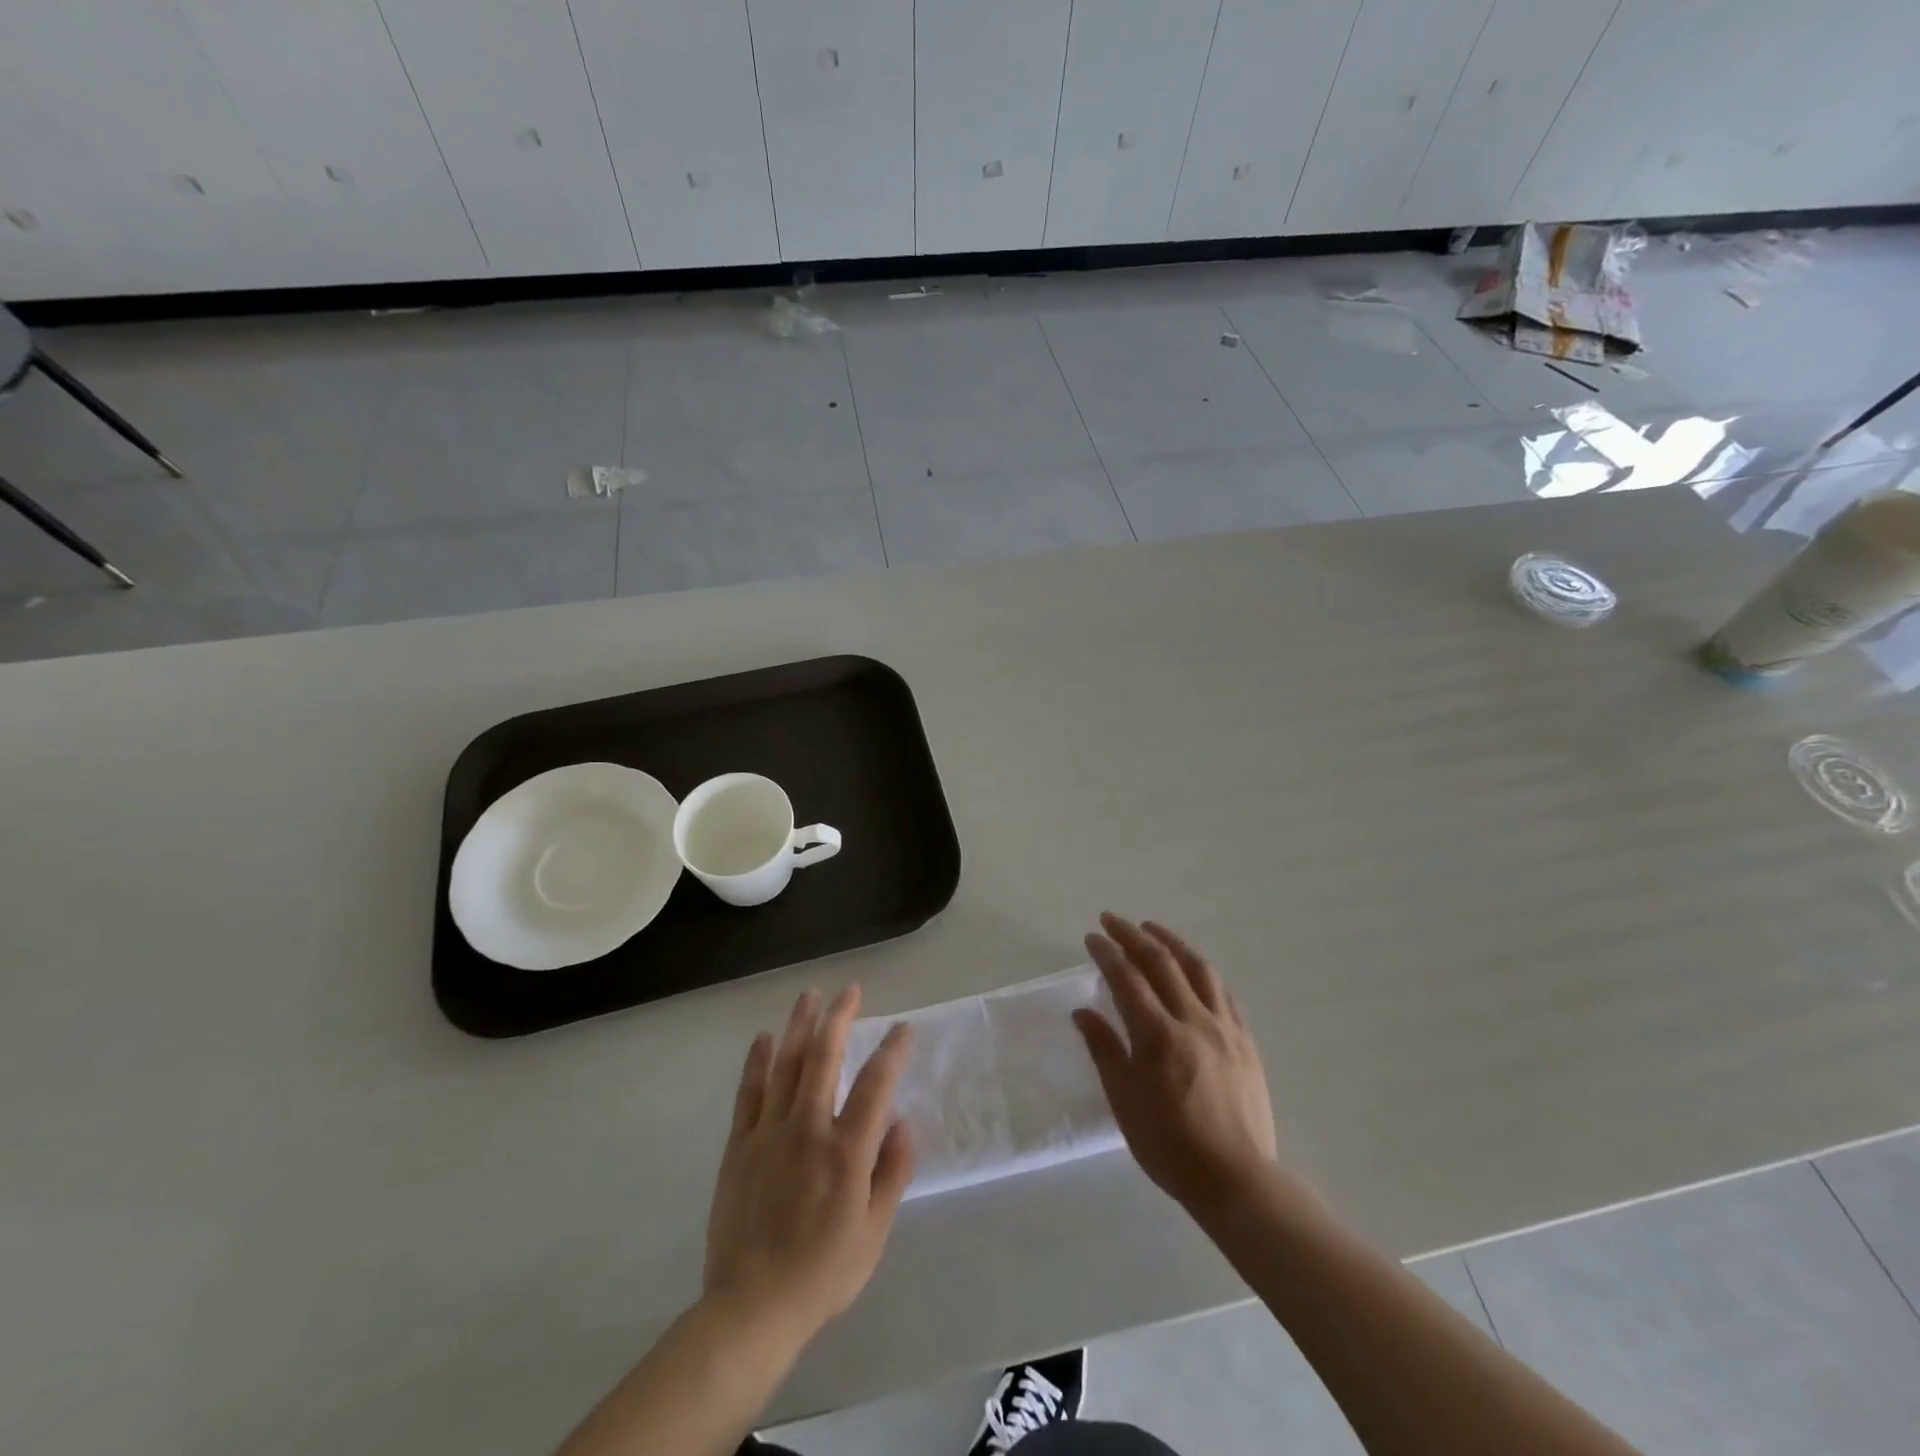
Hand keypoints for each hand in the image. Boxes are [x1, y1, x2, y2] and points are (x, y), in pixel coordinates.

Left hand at [703, 986, 914, 1346]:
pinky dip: (757, 1061)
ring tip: (810, 995)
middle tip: (850, 990)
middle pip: (824, 1058)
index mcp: (846, 1151)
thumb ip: (892, 1173)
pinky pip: (749, 1092)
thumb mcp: (874, 1232)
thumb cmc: (822, 1273)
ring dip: (799, 1026)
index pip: (875, 1085)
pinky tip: (764, 1037)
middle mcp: (808, 1129)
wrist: (751, 1307)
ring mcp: (769, 1133)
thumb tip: (903, 1123)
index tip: (903, 1028)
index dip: (892, 1051)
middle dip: (839, 1018)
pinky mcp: (740, 1145)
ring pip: (785, 1065)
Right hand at [1074, 914, 1278, 1217]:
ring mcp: (1224, 1027)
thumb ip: (1104, 1050)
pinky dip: (1202, 971)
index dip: (1107, 953)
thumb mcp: (1124, 1102)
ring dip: (1171, 942)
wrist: (1237, 1180)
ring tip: (1152, 929)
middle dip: (1132, 935)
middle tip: (1112, 920)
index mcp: (1157, 1036)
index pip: (1127, 979)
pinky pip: (1223, 992)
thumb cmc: (1170, 1146)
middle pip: (1161, 962)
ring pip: (1197, 968)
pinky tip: (1193, 968)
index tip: (1091, 938)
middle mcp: (1192, 1020)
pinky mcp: (1245, 1040)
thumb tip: (1082, 1012)